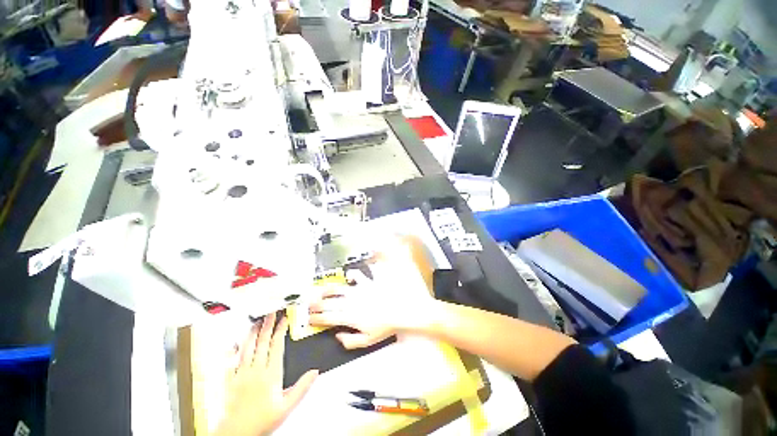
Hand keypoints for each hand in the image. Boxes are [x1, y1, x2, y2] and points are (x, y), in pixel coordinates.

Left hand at [214, 313, 317, 435]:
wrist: (236, 434)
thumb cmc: (261, 421)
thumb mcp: (287, 407)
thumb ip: (302, 388)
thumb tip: (314, 372)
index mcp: (270, 374)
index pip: (276, 346)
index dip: (280, 330)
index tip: (284, 320)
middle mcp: (256, 371)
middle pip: (262, 342)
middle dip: (268, 326)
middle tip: (271, 314)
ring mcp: (241, 374)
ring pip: (247, 348)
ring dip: (253, 333)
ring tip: (257, 322)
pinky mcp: (230, 380)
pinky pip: (231, 360)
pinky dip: (234, 349)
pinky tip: (235, 342)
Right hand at [309, 271, 434, 349]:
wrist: (400, 310)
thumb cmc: (385, 327)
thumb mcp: (367, 341)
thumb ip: (349, 341)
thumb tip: (338, 336)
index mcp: (349, 317)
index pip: (328, 317)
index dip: (316, 318)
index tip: (309, 318)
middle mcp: (351, 302)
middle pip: (329, 302)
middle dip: (317, 304)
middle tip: (309, 304)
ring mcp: (359, 290)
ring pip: (339, 288)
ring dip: (328, 289)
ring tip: (321, 290)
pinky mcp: (368, 283)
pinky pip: (358, 275)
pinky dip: (352, 275)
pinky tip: (349, 276)